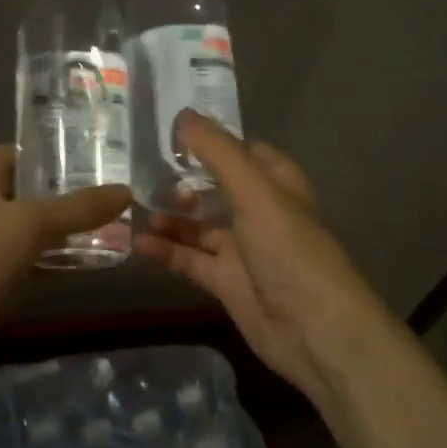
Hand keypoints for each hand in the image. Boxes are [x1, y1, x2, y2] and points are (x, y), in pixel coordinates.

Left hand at [0, 145, 129, 408]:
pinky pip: (33, 272)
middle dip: (69, 196)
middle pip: (29, 197)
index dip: (47, 153)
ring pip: (35, 238)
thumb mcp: (26, 223)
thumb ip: (76, 208)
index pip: (13, 156)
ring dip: (69, 235)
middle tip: (120, 194)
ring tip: (121, 228)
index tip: (92, 155)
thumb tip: (126, 191)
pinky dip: (59, 269)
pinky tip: (95, 268)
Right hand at [133, 111, 393, 401]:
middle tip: (137, 172)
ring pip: (198, 225)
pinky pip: (190, 260)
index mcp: (275, 183)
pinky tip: (137, 243)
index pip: (240, 150)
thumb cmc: (290, 250)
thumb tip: (182, 115)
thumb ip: (218, 152)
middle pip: (214, 187)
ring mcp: (242, 249)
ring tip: (130, 206)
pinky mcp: (227, 282)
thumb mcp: (255, 192)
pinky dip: (166, 251)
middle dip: (180, 179)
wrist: (315, 332)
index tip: (166, 130)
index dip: (208, 139)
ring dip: (169, 216)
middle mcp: (259, 212)